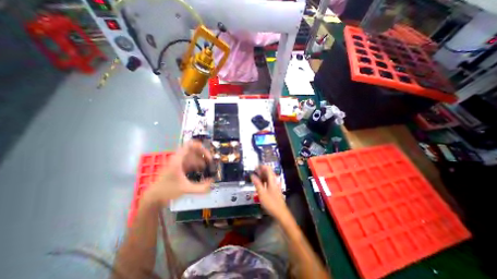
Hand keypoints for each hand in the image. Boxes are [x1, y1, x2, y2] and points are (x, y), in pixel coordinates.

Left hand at [145, 140, 211, 205]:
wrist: (153, 198)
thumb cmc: (167, 191)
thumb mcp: (186, 189)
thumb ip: (201, 187)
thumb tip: (212, 182)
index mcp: (178, 160)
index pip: (189, 145)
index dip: (200, 147)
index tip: (208, 154)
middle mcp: (178, 159)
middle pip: (193, 150)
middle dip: (203, 155)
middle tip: (210, 161)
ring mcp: (177, 163)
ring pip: (192, 157)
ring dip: (200, 160)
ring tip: (208, 167)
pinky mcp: (178, 168)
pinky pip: (190, 162)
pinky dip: (196, 165)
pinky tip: (201, 170)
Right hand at [250, 165, 289, 219]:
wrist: (281, 213)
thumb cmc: (271, 203)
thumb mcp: (262, 193)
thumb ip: (257, 183)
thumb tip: (252, 175)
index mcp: (272, 180)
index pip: (268, 168)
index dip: (261, 166)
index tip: (255, 167)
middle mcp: (275, 181)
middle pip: (268, 172)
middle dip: (261, 170)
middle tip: (253, 172)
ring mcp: (275, 185)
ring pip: (269, 177)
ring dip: (262, 175)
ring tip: (255, 177)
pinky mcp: (275, 190)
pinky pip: (269, 182)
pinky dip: (264, 180)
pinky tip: (260, 184)